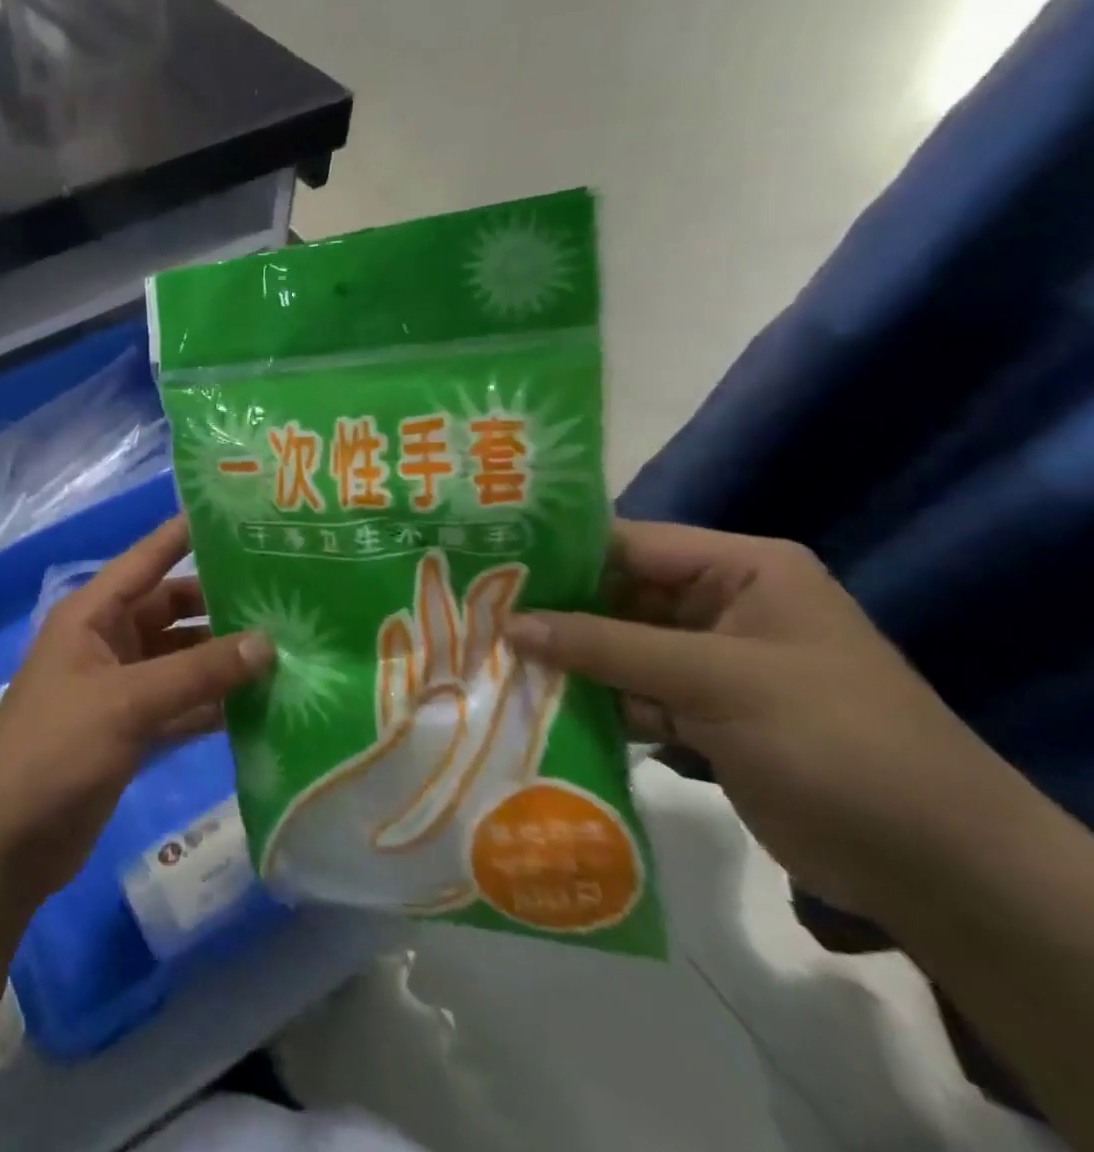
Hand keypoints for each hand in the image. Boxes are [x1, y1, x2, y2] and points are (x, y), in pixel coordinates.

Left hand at [0, 517, 275, 910]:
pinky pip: (182, 705)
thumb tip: (267, 643)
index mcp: (92, 615)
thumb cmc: (55, 750)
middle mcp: (108, 642)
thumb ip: (197, 673)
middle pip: (172, 610)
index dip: (186, 534)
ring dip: (224, 660)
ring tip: (289, 649)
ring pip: (182, 660)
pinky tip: (263, 705)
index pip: (147, 559)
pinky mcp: (132, 732)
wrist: (5, 843)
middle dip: (221, 605)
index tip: (239, 517)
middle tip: (286, 596)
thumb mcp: (126, 702)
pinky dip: (214, 705)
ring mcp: (120, 689)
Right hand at [505, 520, 997, 918]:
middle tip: (475, 617)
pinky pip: (628, 690)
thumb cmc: (835, 741)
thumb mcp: (716, 680)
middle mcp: (720, 604)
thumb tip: (507, 623)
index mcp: (741, 569)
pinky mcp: (701, 711)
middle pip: (614, 595)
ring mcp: (709, 661)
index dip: (556, 554)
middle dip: (552, 612)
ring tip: (490, 659)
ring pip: (614, 645)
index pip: (627, 542)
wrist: (940, 871)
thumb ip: (606, 646)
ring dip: (564, 659)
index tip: (485, 566)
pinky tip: (534, 705)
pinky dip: (590, 699)